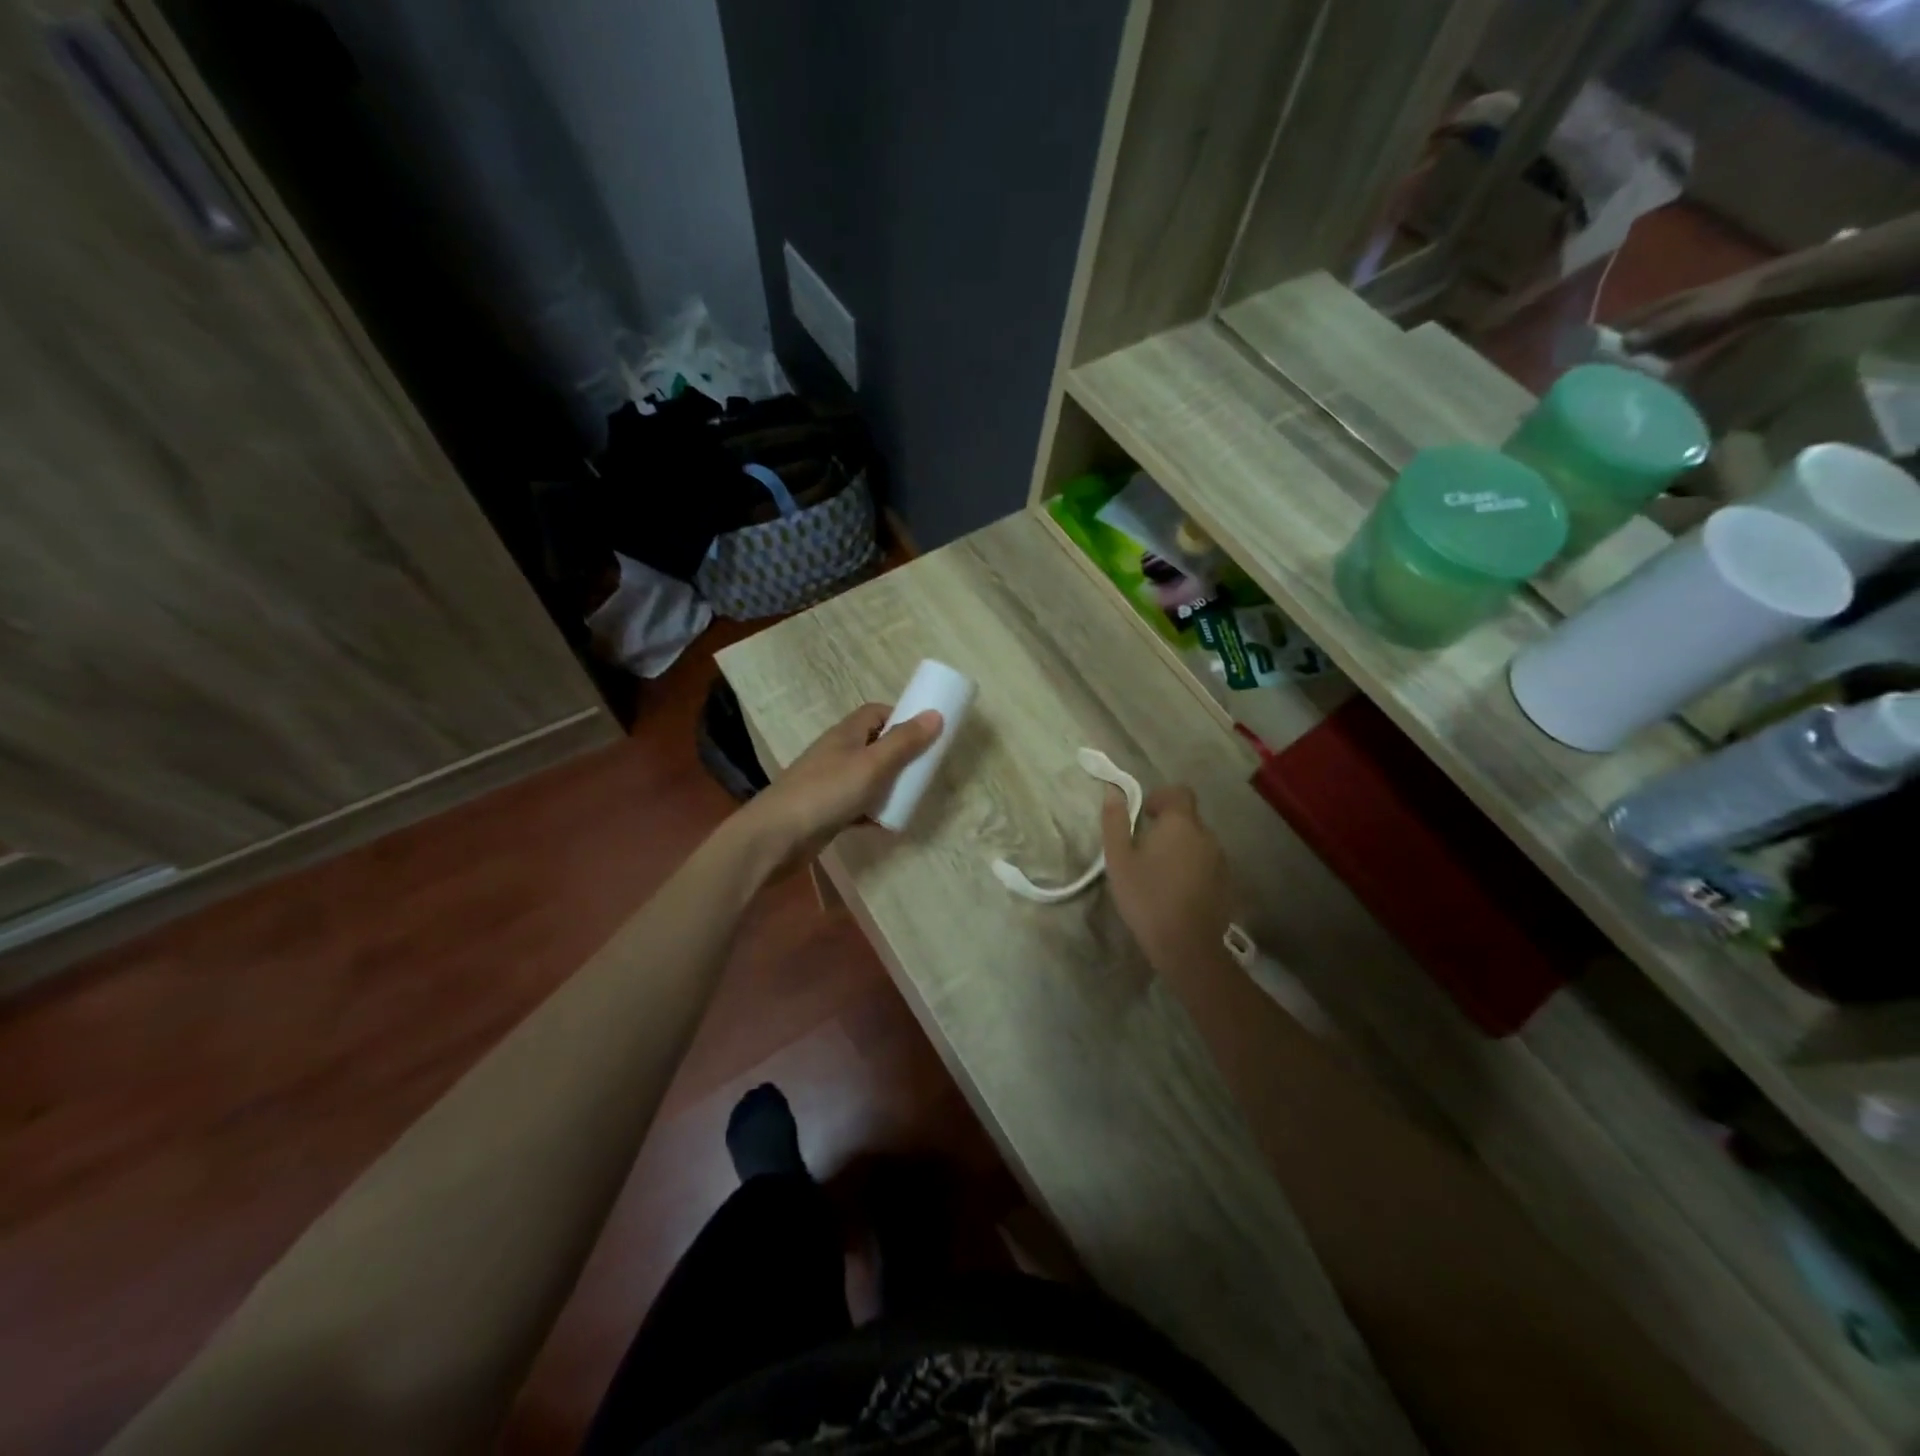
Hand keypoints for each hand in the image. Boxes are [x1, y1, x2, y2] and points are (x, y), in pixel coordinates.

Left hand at [747, 703, 941, 857]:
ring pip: (867, 776)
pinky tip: (887, 824)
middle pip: (874, 745)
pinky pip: (857, 805)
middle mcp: (837, 753)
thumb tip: (935, 714)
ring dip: (888, 785)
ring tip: (911, 798)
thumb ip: (904, 742)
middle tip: (923, 770)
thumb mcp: (872, 765)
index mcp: (846, 734)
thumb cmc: (827, 792)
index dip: (901, 718)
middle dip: (900, 755)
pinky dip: (873, 811)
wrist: (777, 836)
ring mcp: (830, 782)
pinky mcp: (826, 810)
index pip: (876, 713)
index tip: (925, 734)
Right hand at [1101, 783, 1234, 978]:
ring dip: (1180, 847)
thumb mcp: (1119, 858)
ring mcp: (1220, 859)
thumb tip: (1113, 790)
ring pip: (1198, 841)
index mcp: (1180, 823)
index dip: (1161, 797)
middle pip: (1188, 818)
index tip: (1144, 815)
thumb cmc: (1146, 896)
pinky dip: (1192, 867)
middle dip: (1168, 826)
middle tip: (1144, 849)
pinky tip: (1176, 890)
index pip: (1179, 792)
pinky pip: (1206, 862)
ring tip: (1159, 872)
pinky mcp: (1226, 882)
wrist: (1186, 945)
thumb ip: (1115, 821)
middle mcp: (1206, 835)